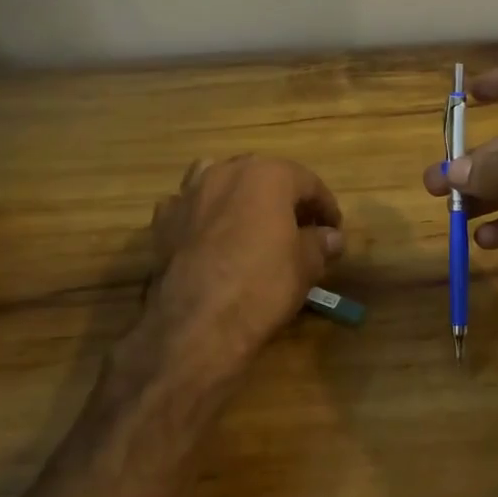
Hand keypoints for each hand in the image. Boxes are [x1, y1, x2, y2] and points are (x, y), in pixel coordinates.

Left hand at [141, 155, 344, 388]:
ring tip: (251, 225)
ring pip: (221, 181)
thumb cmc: (262, 285)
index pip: (308, 183)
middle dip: (283, 199)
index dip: (325, 207)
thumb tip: (331, 237)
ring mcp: (189, 193)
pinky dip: (203, 217)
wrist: (195, 325)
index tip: (334, 230)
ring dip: (239, 197)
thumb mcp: (305, 266)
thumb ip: (320, 244)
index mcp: (268, 175)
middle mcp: (227, 172)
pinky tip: (211, 240)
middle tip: (298, 228)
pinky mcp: (163, 221)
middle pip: (264, 177)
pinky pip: (190, 208)